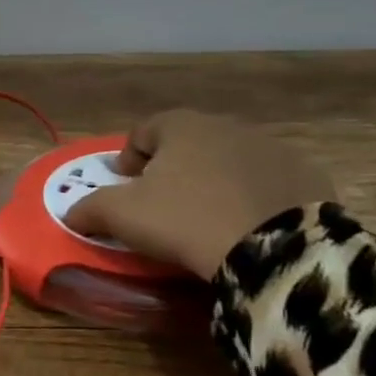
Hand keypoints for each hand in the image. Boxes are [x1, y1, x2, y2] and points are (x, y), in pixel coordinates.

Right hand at [64, 111, 337, 276]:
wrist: (275, 249)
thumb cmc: (186, 221)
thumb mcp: (124, 216)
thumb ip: (90, 209)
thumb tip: (70, 213)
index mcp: (181, 126)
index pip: (143, 131)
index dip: (128, 157)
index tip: (124, 183)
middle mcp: (226, 126)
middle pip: (187, 142)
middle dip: (172, 167)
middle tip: (162, 201)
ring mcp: (271, 148)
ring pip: (228, 160)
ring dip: (213, 179)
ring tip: (206, 216)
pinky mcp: (305, 175)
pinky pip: (267, 181)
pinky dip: (252, 196)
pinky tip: (247, 224)